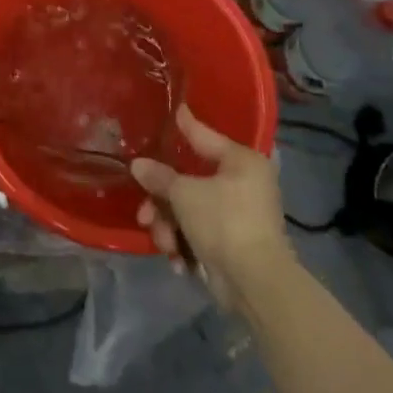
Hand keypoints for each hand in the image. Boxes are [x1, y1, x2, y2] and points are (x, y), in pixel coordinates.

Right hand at [132, 106, 295, 313]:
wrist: (255, 283)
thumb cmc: (223, 222)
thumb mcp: (184, 194)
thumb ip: (159, 176)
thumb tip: (138, 165)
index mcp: (241, 161)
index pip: (205, 136)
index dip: (186, 124)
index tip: (176, 109)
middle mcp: (244, 183)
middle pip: (189, 181)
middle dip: (163, 201)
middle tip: (145, 212)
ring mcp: (239, 215)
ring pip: (189, 210)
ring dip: (169, 226)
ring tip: (164, 243)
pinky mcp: (233, 243)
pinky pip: (198, 232)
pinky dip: (185, 243)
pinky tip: (177, 259)